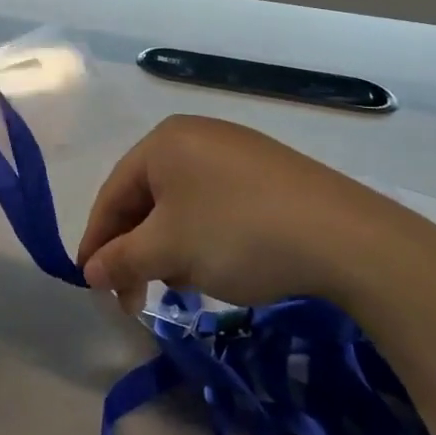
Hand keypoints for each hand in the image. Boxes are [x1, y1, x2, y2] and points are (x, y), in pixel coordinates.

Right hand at [77, 115, 435, 313]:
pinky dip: (203, 238)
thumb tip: (89, 271)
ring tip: (181, 286)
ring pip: (181, 205)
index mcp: (163, 141)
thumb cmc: (238, 233)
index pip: (113, 193)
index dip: (96, 241)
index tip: (90, 284)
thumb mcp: (170, 250)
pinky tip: (216, 267)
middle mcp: (196, 136)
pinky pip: (215, 205)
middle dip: (137, 250)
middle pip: (147, 198)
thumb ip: (120, 259)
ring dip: (170, 249)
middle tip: (133, 298)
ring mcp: (235, 152)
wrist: (346, 238)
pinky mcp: (267, 173)